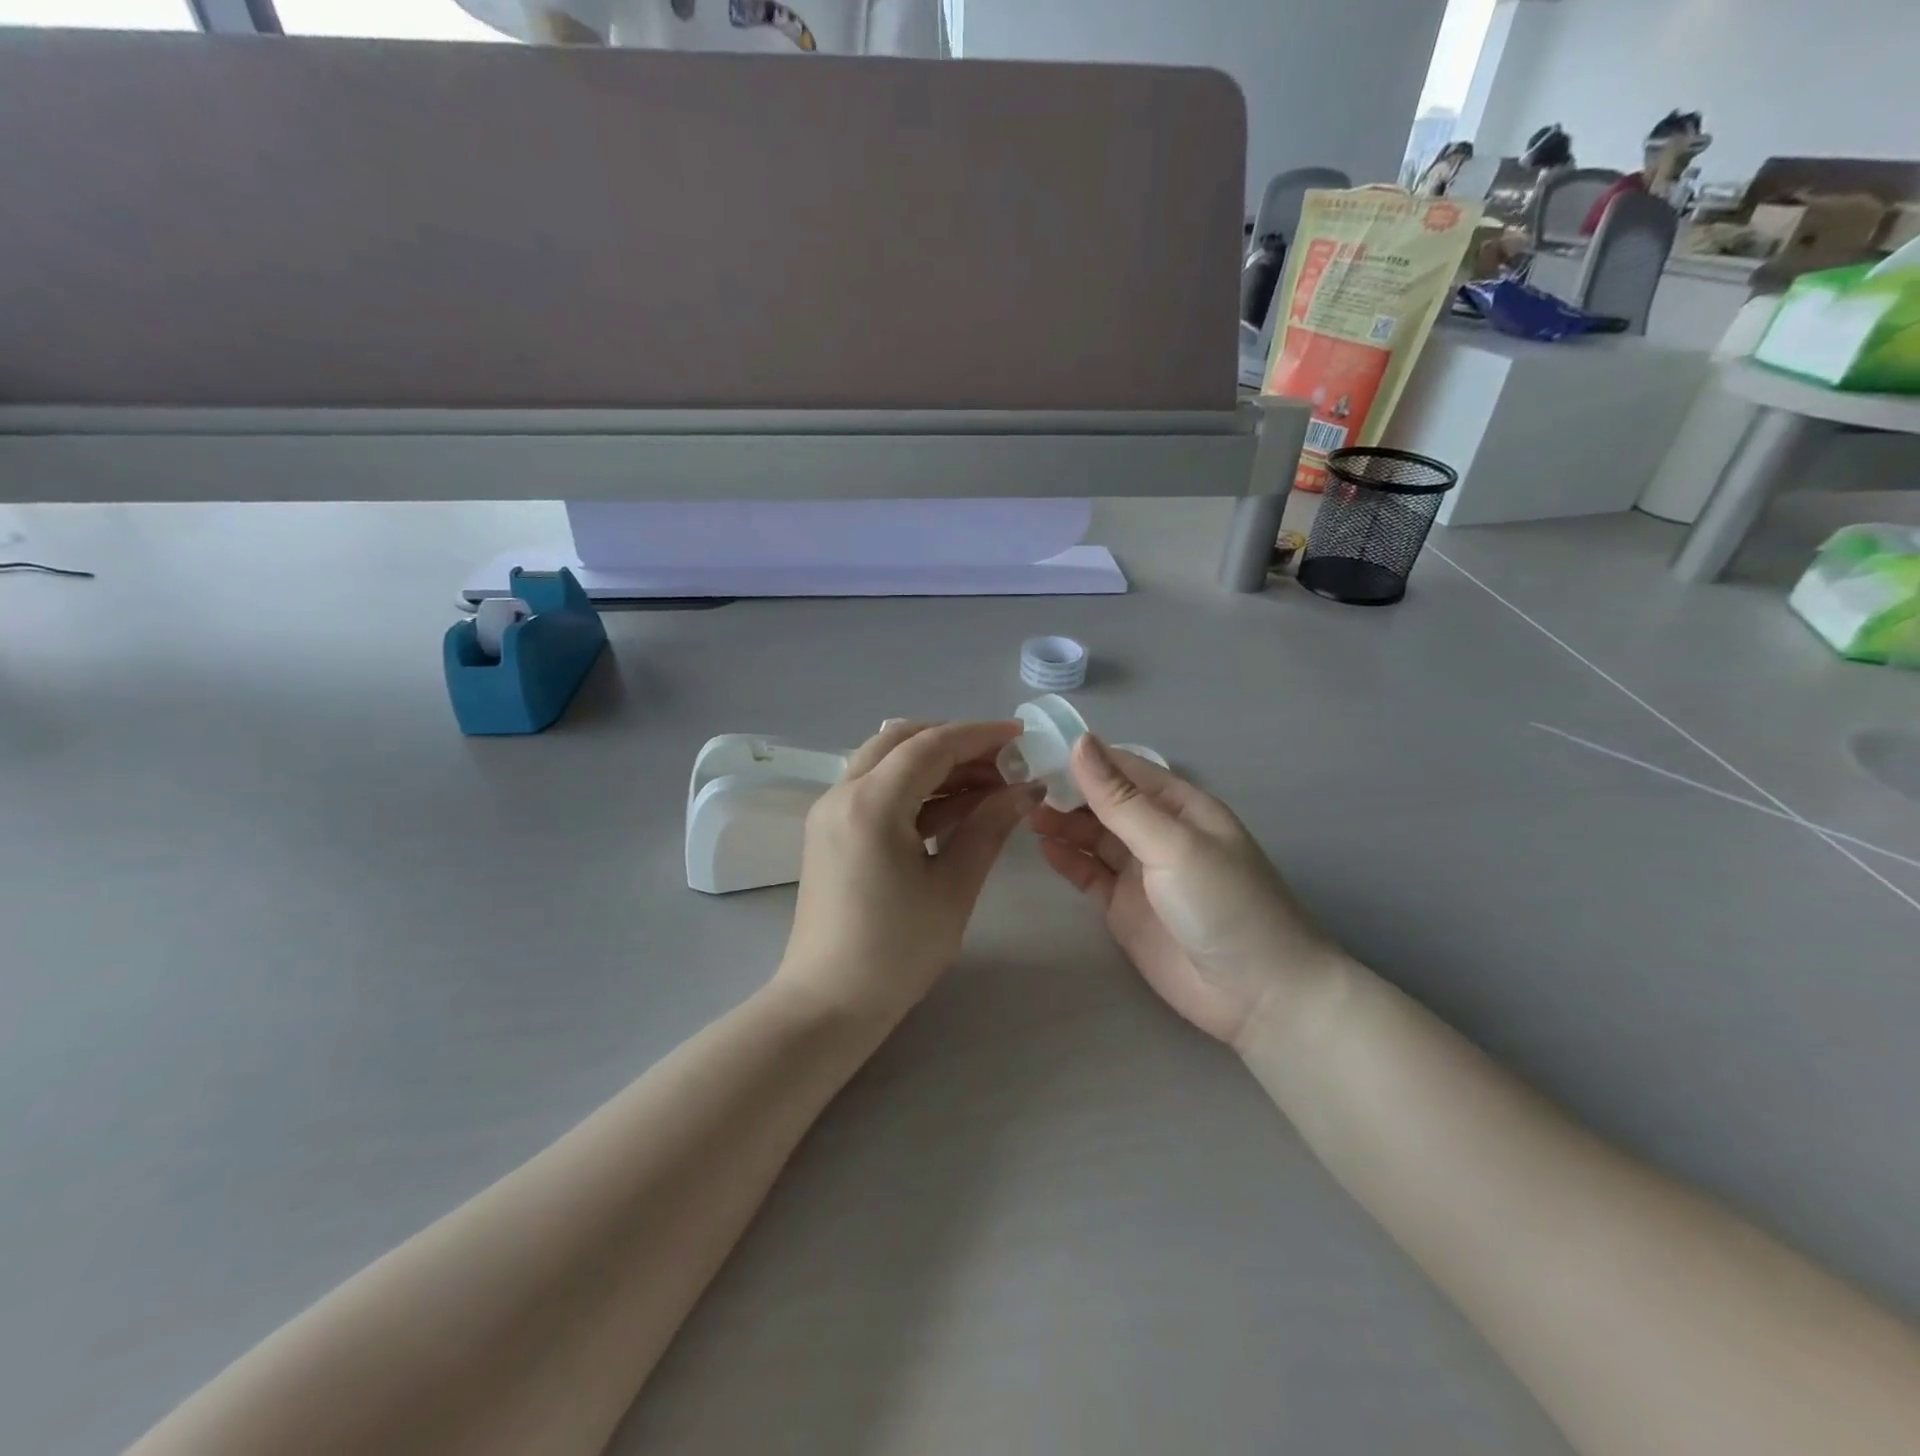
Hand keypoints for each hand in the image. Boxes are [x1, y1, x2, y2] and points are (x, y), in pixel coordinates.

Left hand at [776, 720, 1043, 1028]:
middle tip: (1002, 764)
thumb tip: (1025, 790)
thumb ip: (988, 828)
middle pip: (903, 741)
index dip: (979, 735)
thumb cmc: (896, 951)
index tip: (1020, 735)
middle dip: (956, 744)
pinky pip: (877, 789)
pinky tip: (956, 808)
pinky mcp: (831, 830)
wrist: (828, 1003)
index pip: (931, 746)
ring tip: (988, 786)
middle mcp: (843, 793)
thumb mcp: (952, 888)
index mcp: (871, 803)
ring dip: (936, 765)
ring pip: (888, 762)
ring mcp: (832, 811)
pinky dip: (915, 789)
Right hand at [1031, 735, 1343, 1048]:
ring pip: (1093, 836)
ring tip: (1024, 812)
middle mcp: (1158, 833)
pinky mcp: (1124, 908)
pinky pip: (1088, 874)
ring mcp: (1140, 872)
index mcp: (1180, 807)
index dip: (1084, 758)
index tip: (1037, 747)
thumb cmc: (1223, 904)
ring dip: (1062, 822)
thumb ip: (1121, 799)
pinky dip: (1066, 859)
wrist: (1257, 995)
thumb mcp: (1172, 844)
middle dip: (1067, 790)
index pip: (1125, 769)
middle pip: (1104, 801)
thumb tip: (1081, 742)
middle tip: (1019, 783)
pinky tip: (1042, 845)